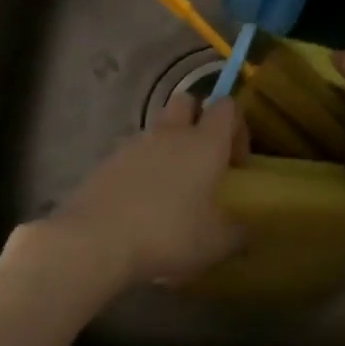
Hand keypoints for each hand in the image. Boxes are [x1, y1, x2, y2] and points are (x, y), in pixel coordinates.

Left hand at [43, 94, 245, 287]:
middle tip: (204, 160)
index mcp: (204, 143)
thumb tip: (247, 229)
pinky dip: (143, 164)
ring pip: (159, 126)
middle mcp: (171, 132)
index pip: (227, 107)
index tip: (236, 162)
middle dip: (199, 120)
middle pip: (187, 101)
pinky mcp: (109, 158)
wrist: (97, 238)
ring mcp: (136, 142)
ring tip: (172, 186)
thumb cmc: (168, 235)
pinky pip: (134, 150)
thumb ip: (238, 232)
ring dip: (169, 144)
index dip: (237, 126)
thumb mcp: (215, 244)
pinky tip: (142, 200)